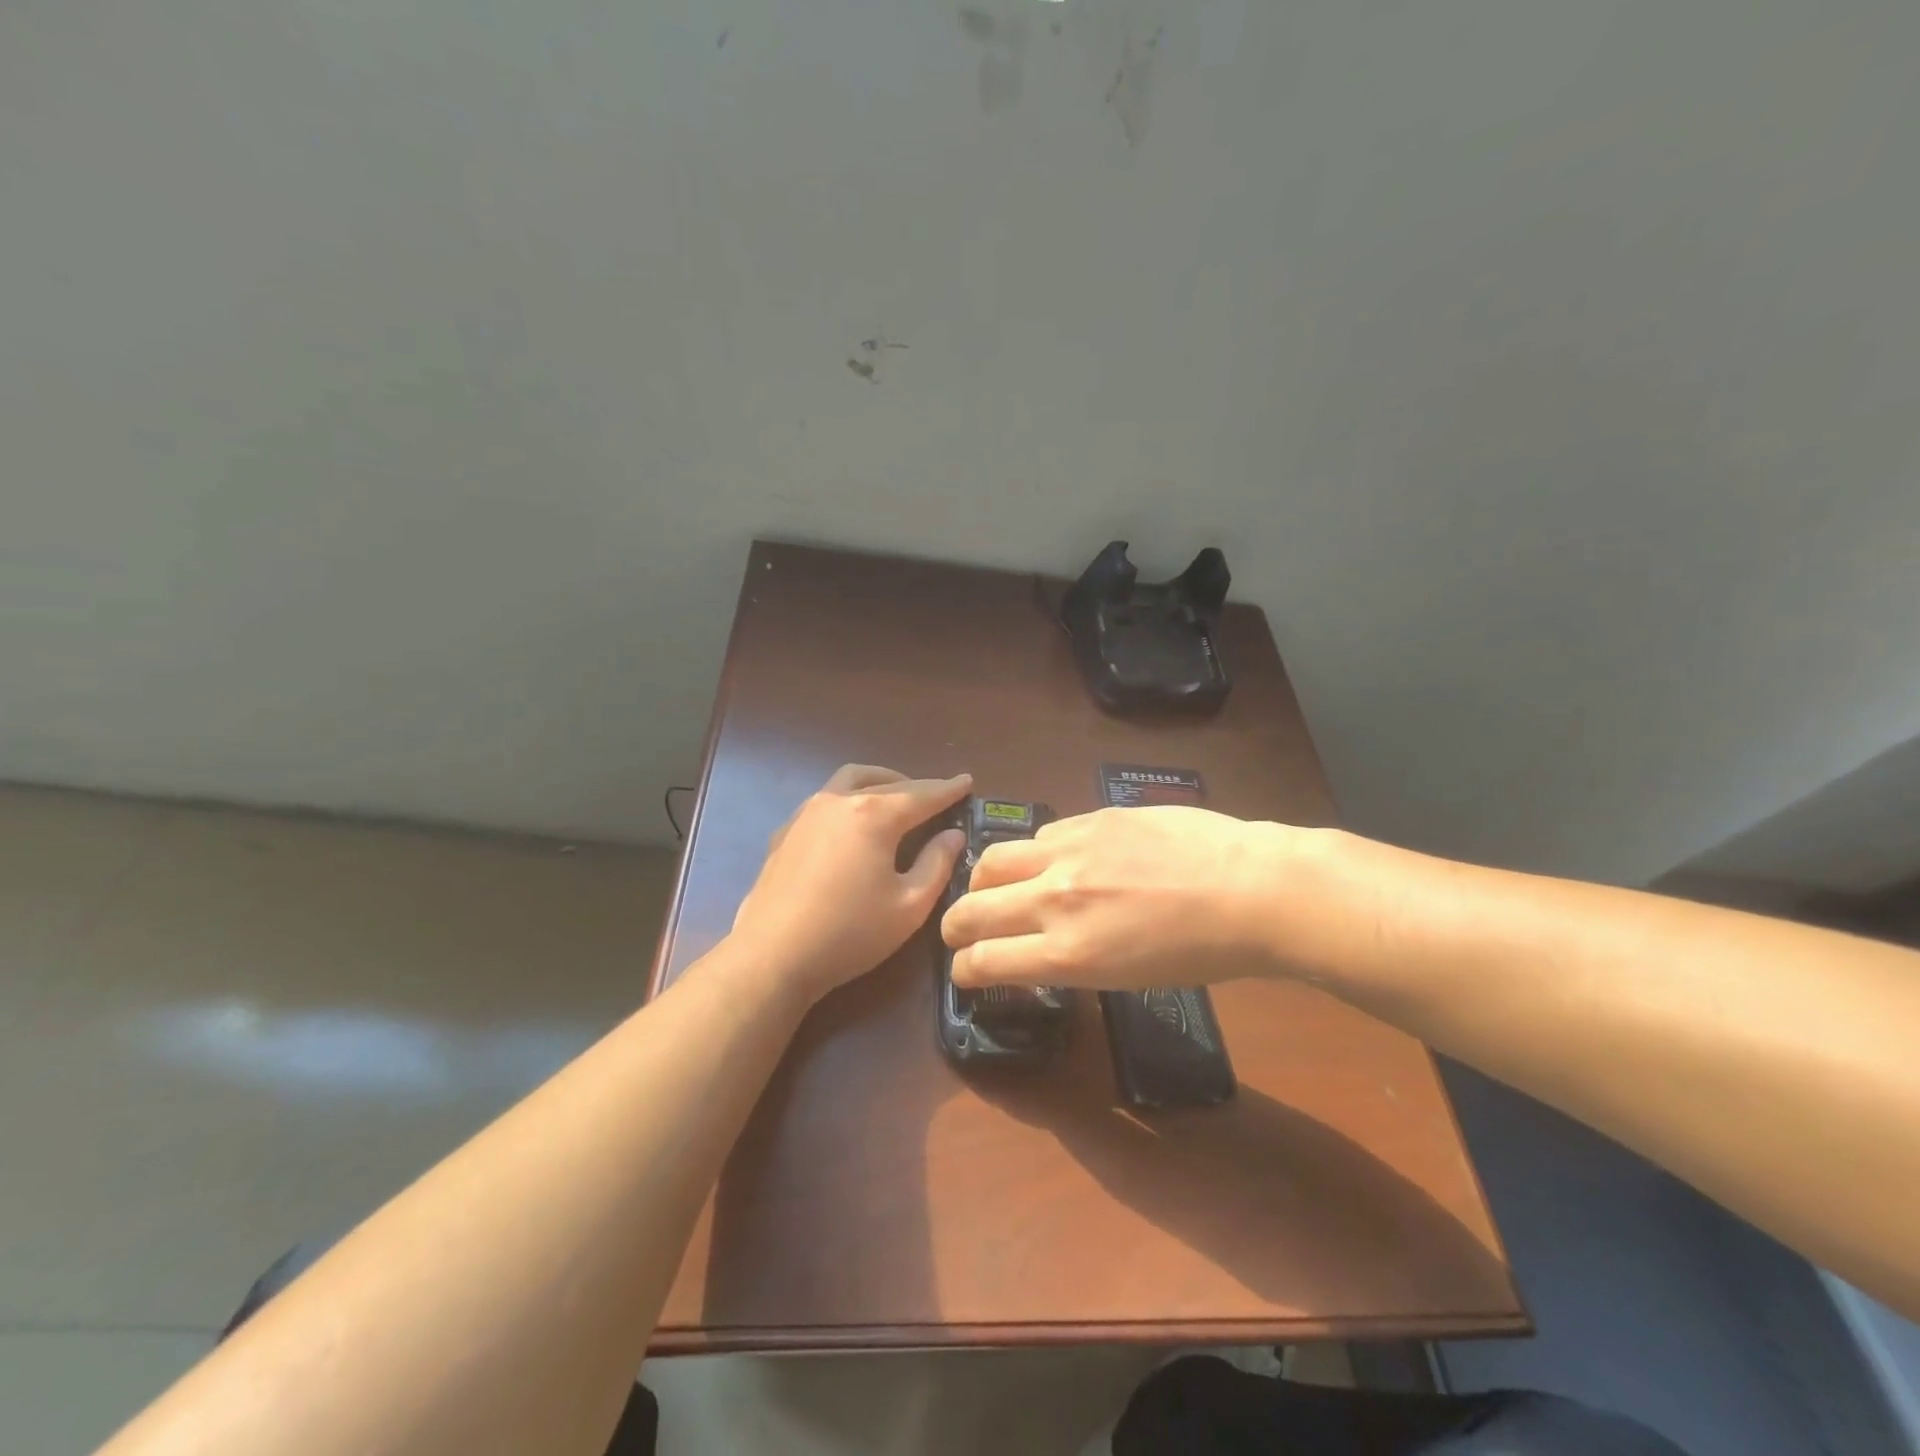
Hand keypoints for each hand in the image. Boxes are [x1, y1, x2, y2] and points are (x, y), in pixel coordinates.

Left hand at [730, 765, 970, 1004]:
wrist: (772, 956)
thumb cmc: (849, 933)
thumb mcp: (908, 905)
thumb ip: (936, 864)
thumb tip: (953, 835)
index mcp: (874, 814)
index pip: (922, 794)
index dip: (948, 789)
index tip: (967, 782)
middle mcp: (839, 801)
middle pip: (887, 782)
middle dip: (916, 786)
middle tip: (937, 796)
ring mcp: (807, 813)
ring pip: (850, 780)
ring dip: (880, 782)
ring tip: (896, 798)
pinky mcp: (785, 831)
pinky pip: (826, 800)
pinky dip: (850, 799)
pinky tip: (854, 824)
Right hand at [941, 805, 1286, 990]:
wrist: (1252, 889)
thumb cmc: (1202, 952)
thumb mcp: (1127, 976)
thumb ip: (1071, 958)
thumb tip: (1039, 946)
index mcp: (1068, 953)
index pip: (984, 960)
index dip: (963, 968)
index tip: (964, 968)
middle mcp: (1055, 900)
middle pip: (972, 908)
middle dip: (954, 925)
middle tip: (958, 930)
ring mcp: (1070, 852)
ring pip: (993, 859)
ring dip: (985, 880)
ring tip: (996, 885)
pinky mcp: (1091, 817)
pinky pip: (1042, 835)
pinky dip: (1037, 854)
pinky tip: (1059, 859)